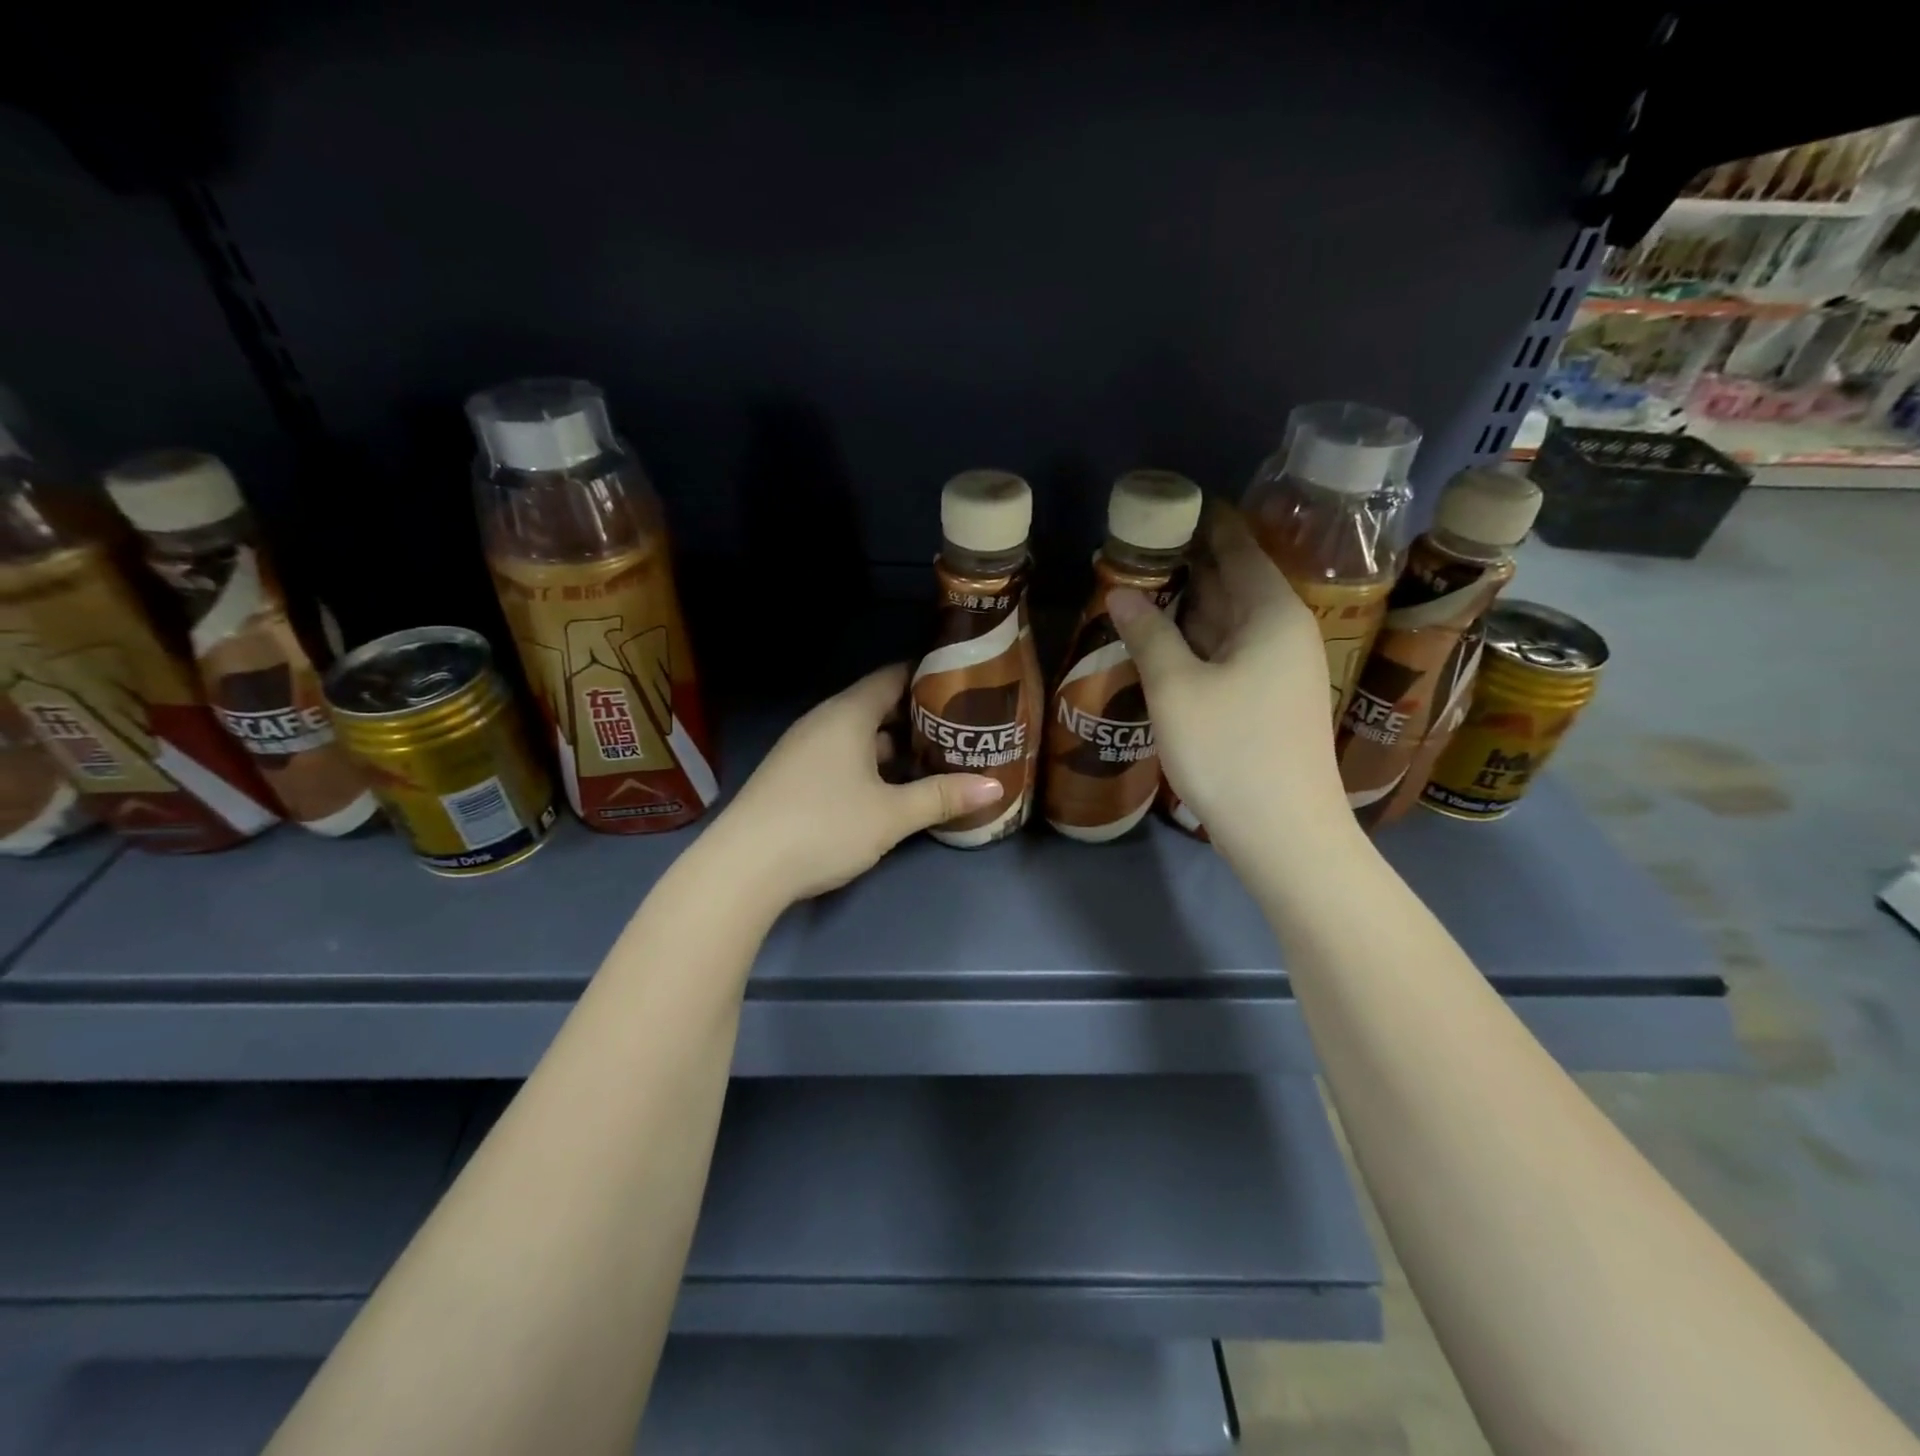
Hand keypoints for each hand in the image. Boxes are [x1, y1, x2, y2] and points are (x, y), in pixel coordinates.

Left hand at [705, 664, 1004, 904]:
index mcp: (847, 714)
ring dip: (894, 747)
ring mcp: (803, 749)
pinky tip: (890, 789)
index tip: (963, 685)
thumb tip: (994, 787)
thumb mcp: (891, 814)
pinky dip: (870, 764)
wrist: (743, 867)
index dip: (928, 677)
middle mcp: (823, 722)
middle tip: (960, 730)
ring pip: (859, 736)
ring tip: (935, 760)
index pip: (892, 677)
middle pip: (877, 707)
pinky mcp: (793, 777)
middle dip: (917, 718)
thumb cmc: (824, 826)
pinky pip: (841, 756)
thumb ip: (942, 797)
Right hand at [1107, 503, 1348, 853]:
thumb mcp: (1177, 688)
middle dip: (1192, 563)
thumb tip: (1121, 593)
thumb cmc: (1230, 750)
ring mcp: (1281, 669)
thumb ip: (1148, 634)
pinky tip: (1166, 640)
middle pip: (1236, 582)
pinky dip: (1199, 640)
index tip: (1171, 503)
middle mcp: (1284, 632)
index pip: (1239, 548)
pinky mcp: (1270, 700)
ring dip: (1191, 604)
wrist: (1284, 833)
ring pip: (1230, 621)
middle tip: (1142, 543)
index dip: (1207, 523)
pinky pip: (1231, 652)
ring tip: (1144, 584)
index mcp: (1272, 613)